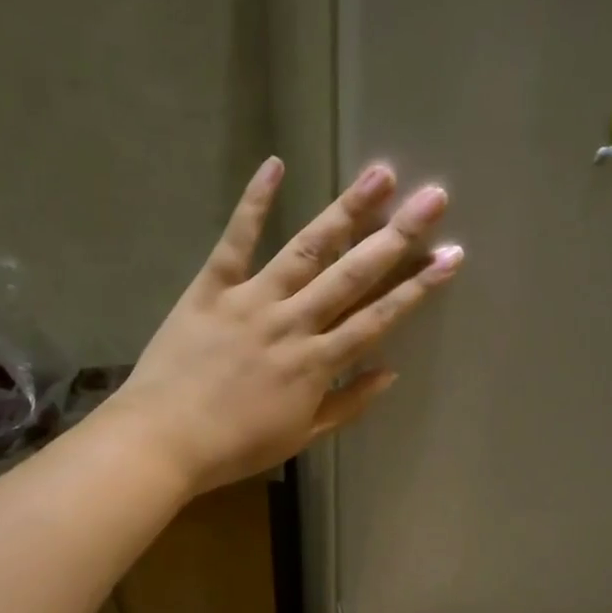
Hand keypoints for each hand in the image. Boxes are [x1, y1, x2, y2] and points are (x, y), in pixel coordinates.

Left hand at [109, 157, 460, 494]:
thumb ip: (348, 404)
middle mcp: (293, 323)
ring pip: (306, 249)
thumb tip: (390, 370)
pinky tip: (275, 165)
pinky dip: (253, 203)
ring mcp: (251, 301)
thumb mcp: (301, 437)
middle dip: (397, 235)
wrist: (162, 441)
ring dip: (346, 211)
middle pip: (353, 274)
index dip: (417, 288)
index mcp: (316, 363)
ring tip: (380, 174)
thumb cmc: (234, 447)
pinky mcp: (210, 289)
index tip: (450, 256)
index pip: (377, 319)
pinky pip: (235, 241)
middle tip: (433, 197)